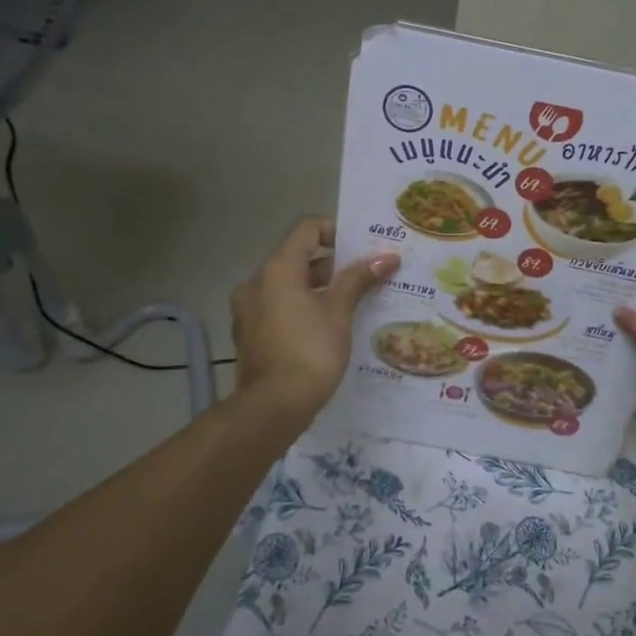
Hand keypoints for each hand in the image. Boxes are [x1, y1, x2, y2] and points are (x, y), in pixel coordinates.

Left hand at [231, 217, 398, 421]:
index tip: (361, 248)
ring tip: (350, 305)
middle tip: (364, 277)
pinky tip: (325, 330)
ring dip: (317, 289)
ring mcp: (248, 311)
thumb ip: (359, 279)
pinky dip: (301, 310)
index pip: (306, 229)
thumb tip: (387, 257)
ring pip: (287, 287)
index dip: (336, 231)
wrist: (273, 406)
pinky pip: (278, 310)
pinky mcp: (249, 335)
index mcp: (277, 269)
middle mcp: (256, 283)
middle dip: (332, 265)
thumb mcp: (339, 312)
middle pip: (297, 258)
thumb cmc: (310, 351)